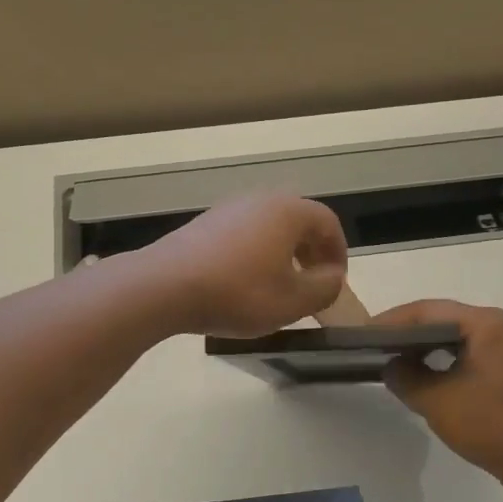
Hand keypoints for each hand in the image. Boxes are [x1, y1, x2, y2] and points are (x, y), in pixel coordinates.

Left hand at [136, 194, 347, 337]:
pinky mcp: (204, 224)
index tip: (335, 282)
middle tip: (311, 284)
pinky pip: (243, 234)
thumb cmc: (237, 292)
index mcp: (287, 211)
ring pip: (268, 227)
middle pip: (297, 221)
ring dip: (282, 253)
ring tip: (278, 287)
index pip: (327, 222)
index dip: (338, 252)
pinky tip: (243, 283)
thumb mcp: (292, 301)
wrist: (164, 285)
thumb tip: (332, 277)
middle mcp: (259, 200)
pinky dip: (255, 254)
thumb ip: (324, 288)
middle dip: (310, 252)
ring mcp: (228, 209)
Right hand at [374, 300, 502, 497]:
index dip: (391, 321)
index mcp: (485, 324)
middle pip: (442, 318)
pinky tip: (424, 371)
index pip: (427, 311)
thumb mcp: (435, 401)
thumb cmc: (490, 426)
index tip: (364, 334)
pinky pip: (468, 350)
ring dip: (425, 344)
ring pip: (455, 335)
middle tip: (375, 344)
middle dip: (407, 330)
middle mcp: (499, 325)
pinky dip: (444, 357)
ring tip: (394, 356)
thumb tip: (391, 365)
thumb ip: (404, 377)